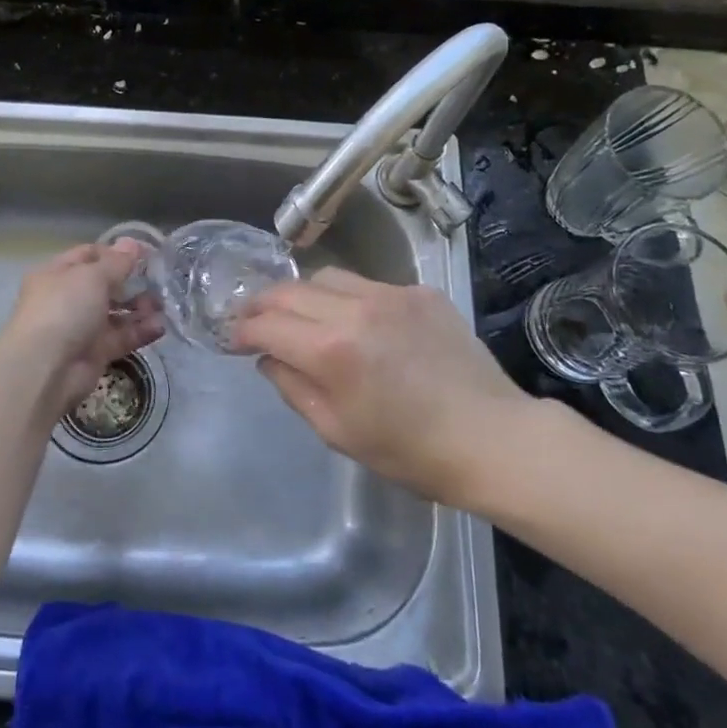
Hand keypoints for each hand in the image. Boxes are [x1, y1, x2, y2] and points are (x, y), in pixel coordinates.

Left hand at [0, 240, 164, 416]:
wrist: (45, 368)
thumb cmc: (64, 308)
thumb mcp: (92, 276)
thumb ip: (117, 262)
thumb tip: (133, 243)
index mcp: (57, 273)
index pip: (89, 255)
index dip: (116, 252)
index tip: (147, 253)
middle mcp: (67, 298)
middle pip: (105, 285)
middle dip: (132, 282)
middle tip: (160, 280)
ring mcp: (81, 327)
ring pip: (116, 313)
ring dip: (140, 307)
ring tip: (163, 305)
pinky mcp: (95, 353)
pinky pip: (121, 338)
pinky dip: (140, 332)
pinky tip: (160, 326)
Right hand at [230, 268, 535, 506]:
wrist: (492, 438)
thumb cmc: (410, 451)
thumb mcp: (337, 431)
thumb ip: (292, 386)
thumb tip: (268, 357)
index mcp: (331, 350)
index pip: (267, 324)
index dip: (243, 330)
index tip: (234, 339)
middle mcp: (356, 308)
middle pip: (290, 290)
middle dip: (264, 305)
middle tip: (256, 322)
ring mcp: (391, 294)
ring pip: (327, 277)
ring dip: (304, 294)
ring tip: (304, 317)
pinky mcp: (420, 291)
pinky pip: (369, 285)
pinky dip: (350, 299)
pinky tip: (360, 325)